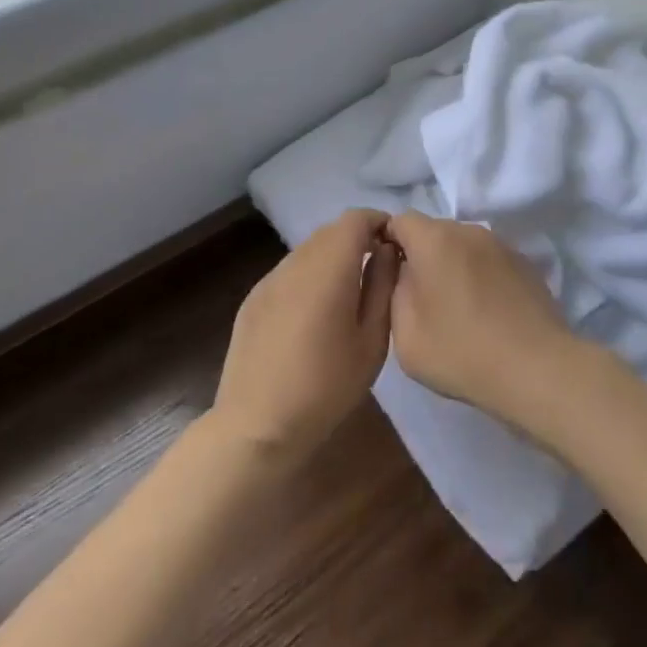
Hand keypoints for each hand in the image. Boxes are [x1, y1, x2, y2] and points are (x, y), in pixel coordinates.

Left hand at [212, 209, 396, 463]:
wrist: (256, 428)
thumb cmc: (326, 388)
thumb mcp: (372, 341)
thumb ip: (382, 286)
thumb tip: (386, 250)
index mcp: (328, 268)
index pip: (356, 218)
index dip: (378, 223)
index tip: (394, 247)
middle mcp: (295, 262)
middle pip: (331, 231)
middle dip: (357, 240)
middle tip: (376, 272)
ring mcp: (269, 279)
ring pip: (308, 250)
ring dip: (331, 258)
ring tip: (346, 296)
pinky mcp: (253, 298)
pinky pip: (289, 272)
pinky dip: (308, 277)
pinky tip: (313, 315)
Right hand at [384, 213, 579, 426]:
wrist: (537, 369)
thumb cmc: (461, 351)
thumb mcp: (405, 334)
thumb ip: (394, 291)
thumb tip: (404, 271)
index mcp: (434, 239)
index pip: (400, 221)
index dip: (389, 242)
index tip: (388, 274)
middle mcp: (468, 230)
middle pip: (433, 232)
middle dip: (422, 257)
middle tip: (421, 299)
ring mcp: (501, 245)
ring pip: (463, 246)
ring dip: (453, 267)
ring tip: (457, 310)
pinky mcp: (525, 263)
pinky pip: (489, 261)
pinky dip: (480, 277)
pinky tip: (486, 313)